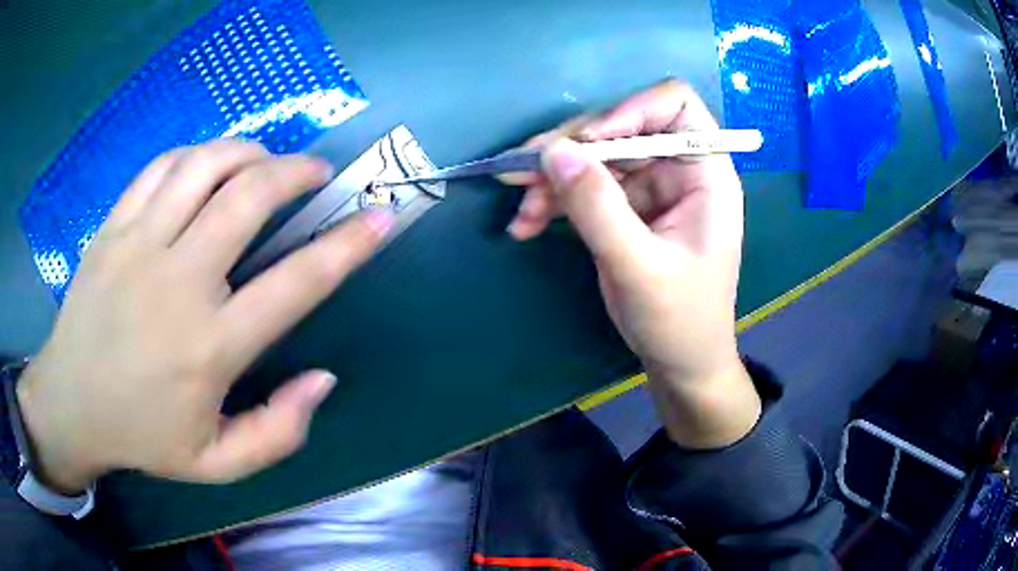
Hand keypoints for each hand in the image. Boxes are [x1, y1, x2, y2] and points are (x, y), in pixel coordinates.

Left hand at [17, 140, 394, 492]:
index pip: (296, 282)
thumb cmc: (143, 436)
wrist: (72, 404)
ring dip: (248, 152)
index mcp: (210, 347)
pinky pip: (162, 168)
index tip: (380, 216)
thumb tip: (322, 380)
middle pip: (249, 197)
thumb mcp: (218, 463)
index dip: (348, 245)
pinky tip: (207, 165)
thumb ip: (278, 432)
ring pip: (205, 166)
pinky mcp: (113, 227)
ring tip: (265, 161)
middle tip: (315, 173)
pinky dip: (196, 155)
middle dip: (296, 173)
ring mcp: (139, 246)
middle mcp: (178, 283)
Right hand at [505, 81, 760, 447]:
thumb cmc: (679, 320)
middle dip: (571, 150)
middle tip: (521, 173)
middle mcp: (679, 170)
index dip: (629, 111)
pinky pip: (584, 187)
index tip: (587, 142)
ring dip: (553, 179)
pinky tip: (526, 225)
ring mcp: (650, 188)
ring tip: (521, 210)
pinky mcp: (626, 208)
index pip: (674, 106)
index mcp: (705, 174)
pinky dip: (554, 201)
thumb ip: (598, 207)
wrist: (680, 362)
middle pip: (620, 128)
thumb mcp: (639, 266)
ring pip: (594, 158)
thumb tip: (553, 152)